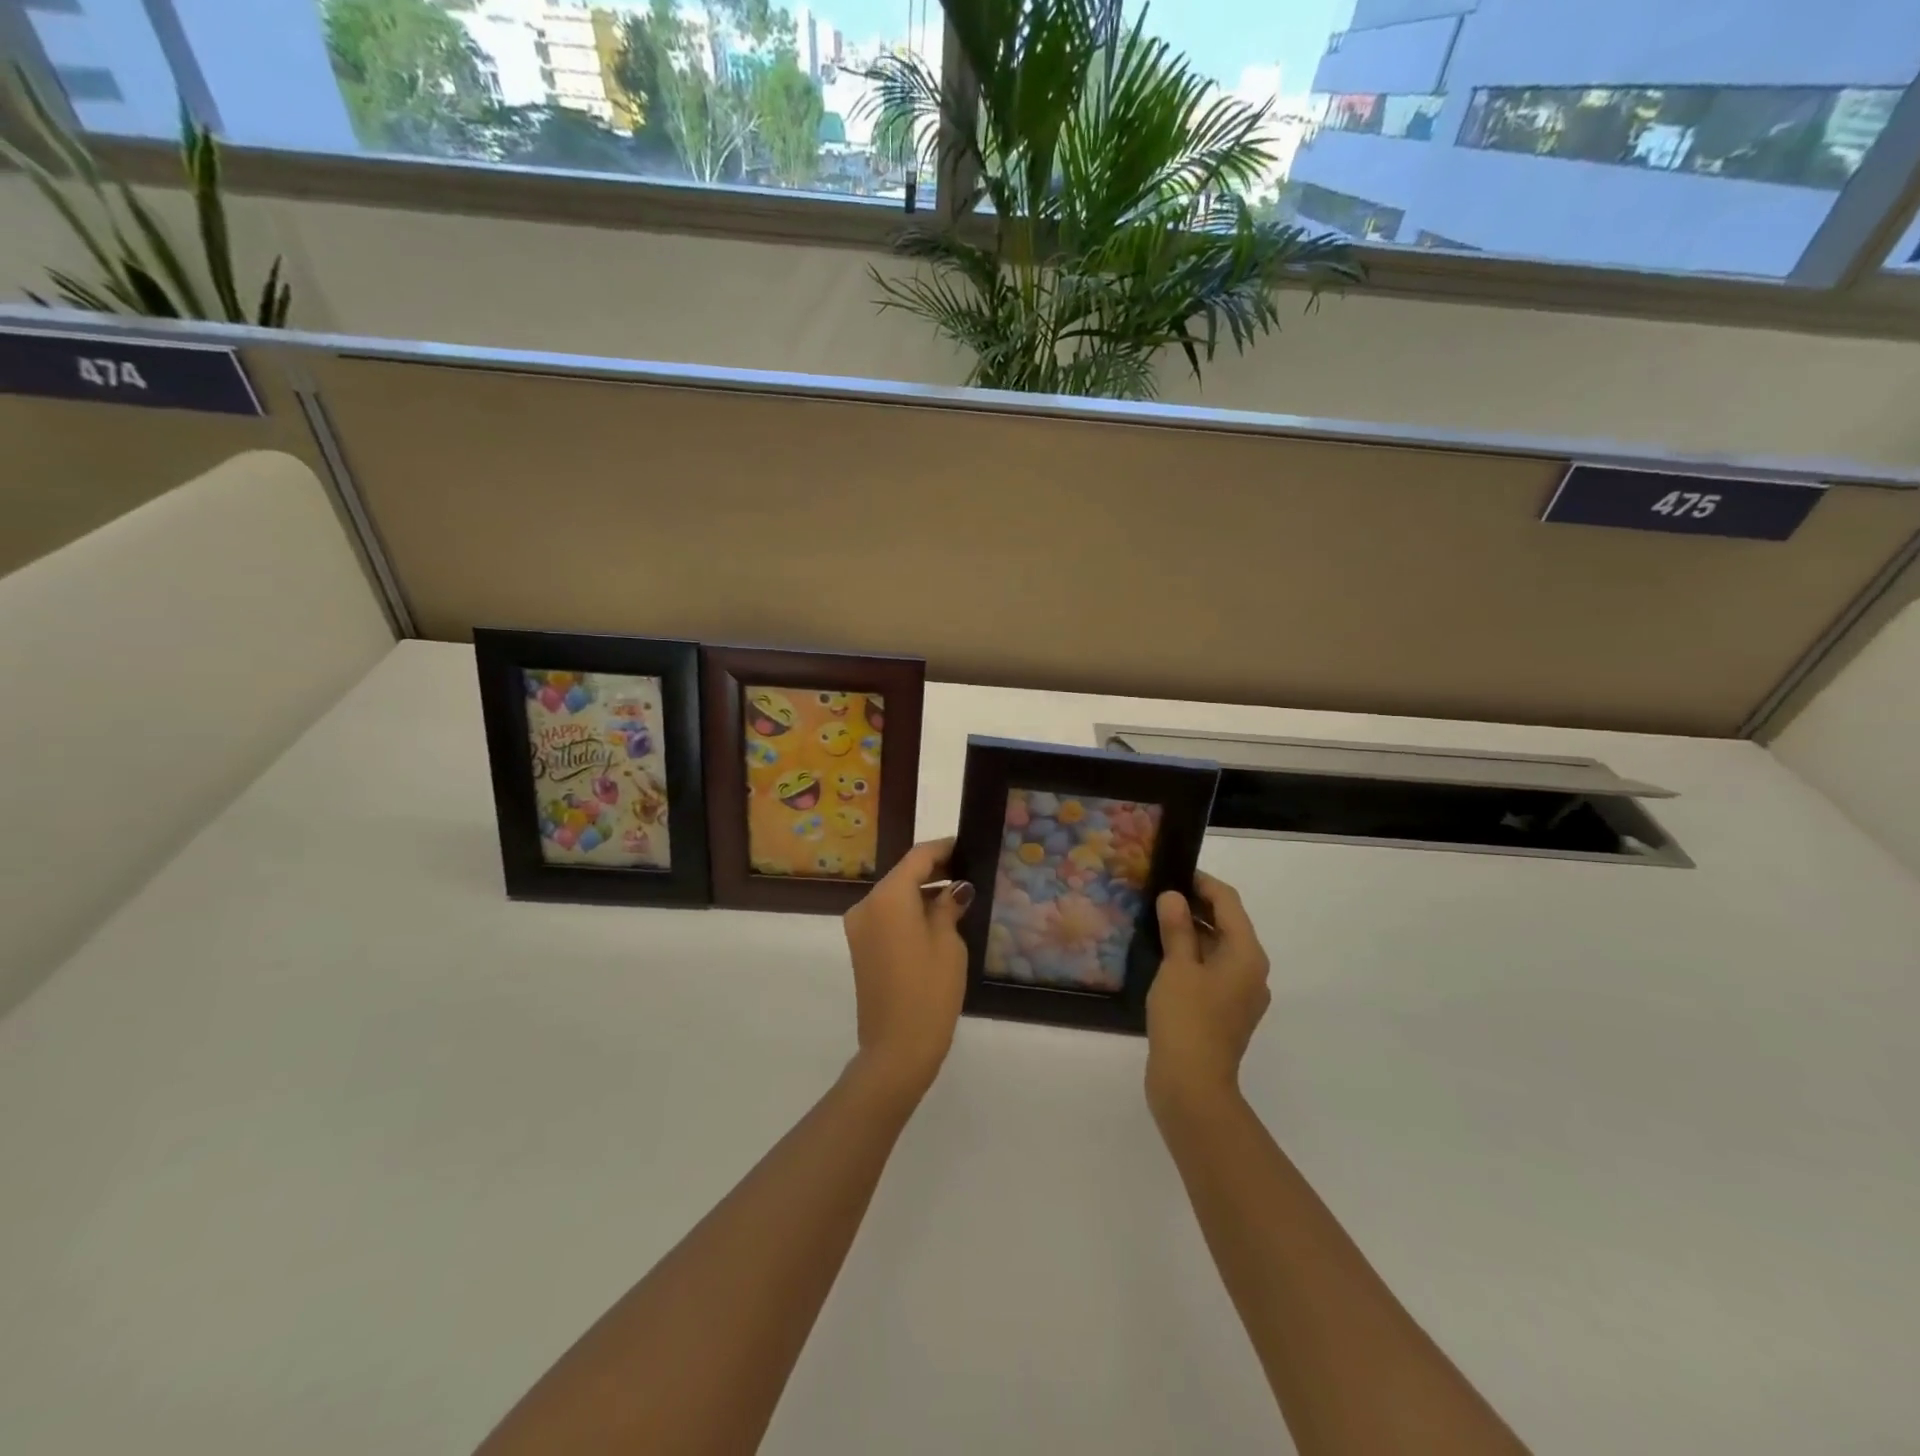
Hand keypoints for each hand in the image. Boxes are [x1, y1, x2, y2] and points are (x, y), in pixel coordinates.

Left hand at [842, 838, 972, 1100]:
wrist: (896, 1048)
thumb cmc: (929, 991)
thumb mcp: (948, 944)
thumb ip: (948, 906)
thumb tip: (955, 889)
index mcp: (888, 897)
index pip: (918, 857)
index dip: (943, 849)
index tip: (967, 846)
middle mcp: (867, 905)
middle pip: (903, 874)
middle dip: (934, 871)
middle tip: (969, 873)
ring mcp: (859, 927)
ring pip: (894, 896)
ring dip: (922, 892)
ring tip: (958, 897)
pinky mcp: (861, 947)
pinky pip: (887, 916)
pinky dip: (909, 911)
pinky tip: (937, 920)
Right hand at [1145, 871, 1270, 1113]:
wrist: (1192, 1086)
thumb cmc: (1187, 1019)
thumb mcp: (1177, 967)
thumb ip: (1177, 928)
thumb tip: (1174, 896)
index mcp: (1246, 954)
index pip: (1228, 902)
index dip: (1202, 883)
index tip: (1173, 872)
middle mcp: (1252, 970)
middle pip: (1227, 924)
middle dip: (1196, 906)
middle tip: (1159, 894)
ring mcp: (1241, 994)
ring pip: (1219, 948)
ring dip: (1192, 931)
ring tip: (1157, 919)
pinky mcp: (1226, 1011)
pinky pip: (1213, 970)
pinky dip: (1193, 956)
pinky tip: (1164, 955)